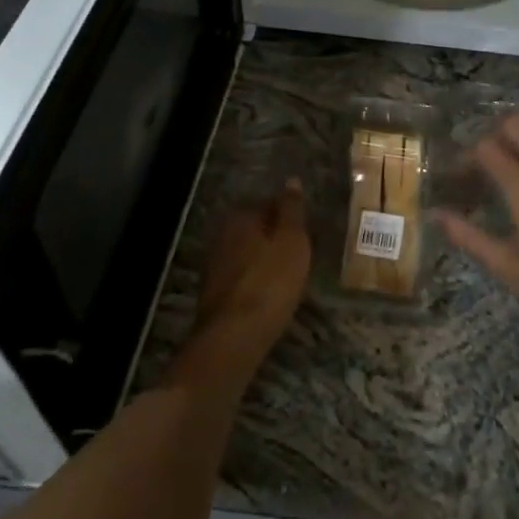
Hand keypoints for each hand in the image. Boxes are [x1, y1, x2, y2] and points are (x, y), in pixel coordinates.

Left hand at [181, 179, 310, 385]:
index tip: (304, 228)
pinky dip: (256, 280)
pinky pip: (241, 277)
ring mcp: (214, 266)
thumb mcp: (292, 241)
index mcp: (240, 218)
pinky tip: (270, 293)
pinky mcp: (214, 295)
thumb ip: (291, 210)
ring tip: (288, 273)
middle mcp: (222, 236)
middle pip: (254, 229)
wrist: (233, 338)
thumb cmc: (270, 282)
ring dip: (264, 260)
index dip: (287, 214)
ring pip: (246, 253)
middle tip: (299, 251)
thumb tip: (291, 180)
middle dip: (273, 236)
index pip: (267, 203)